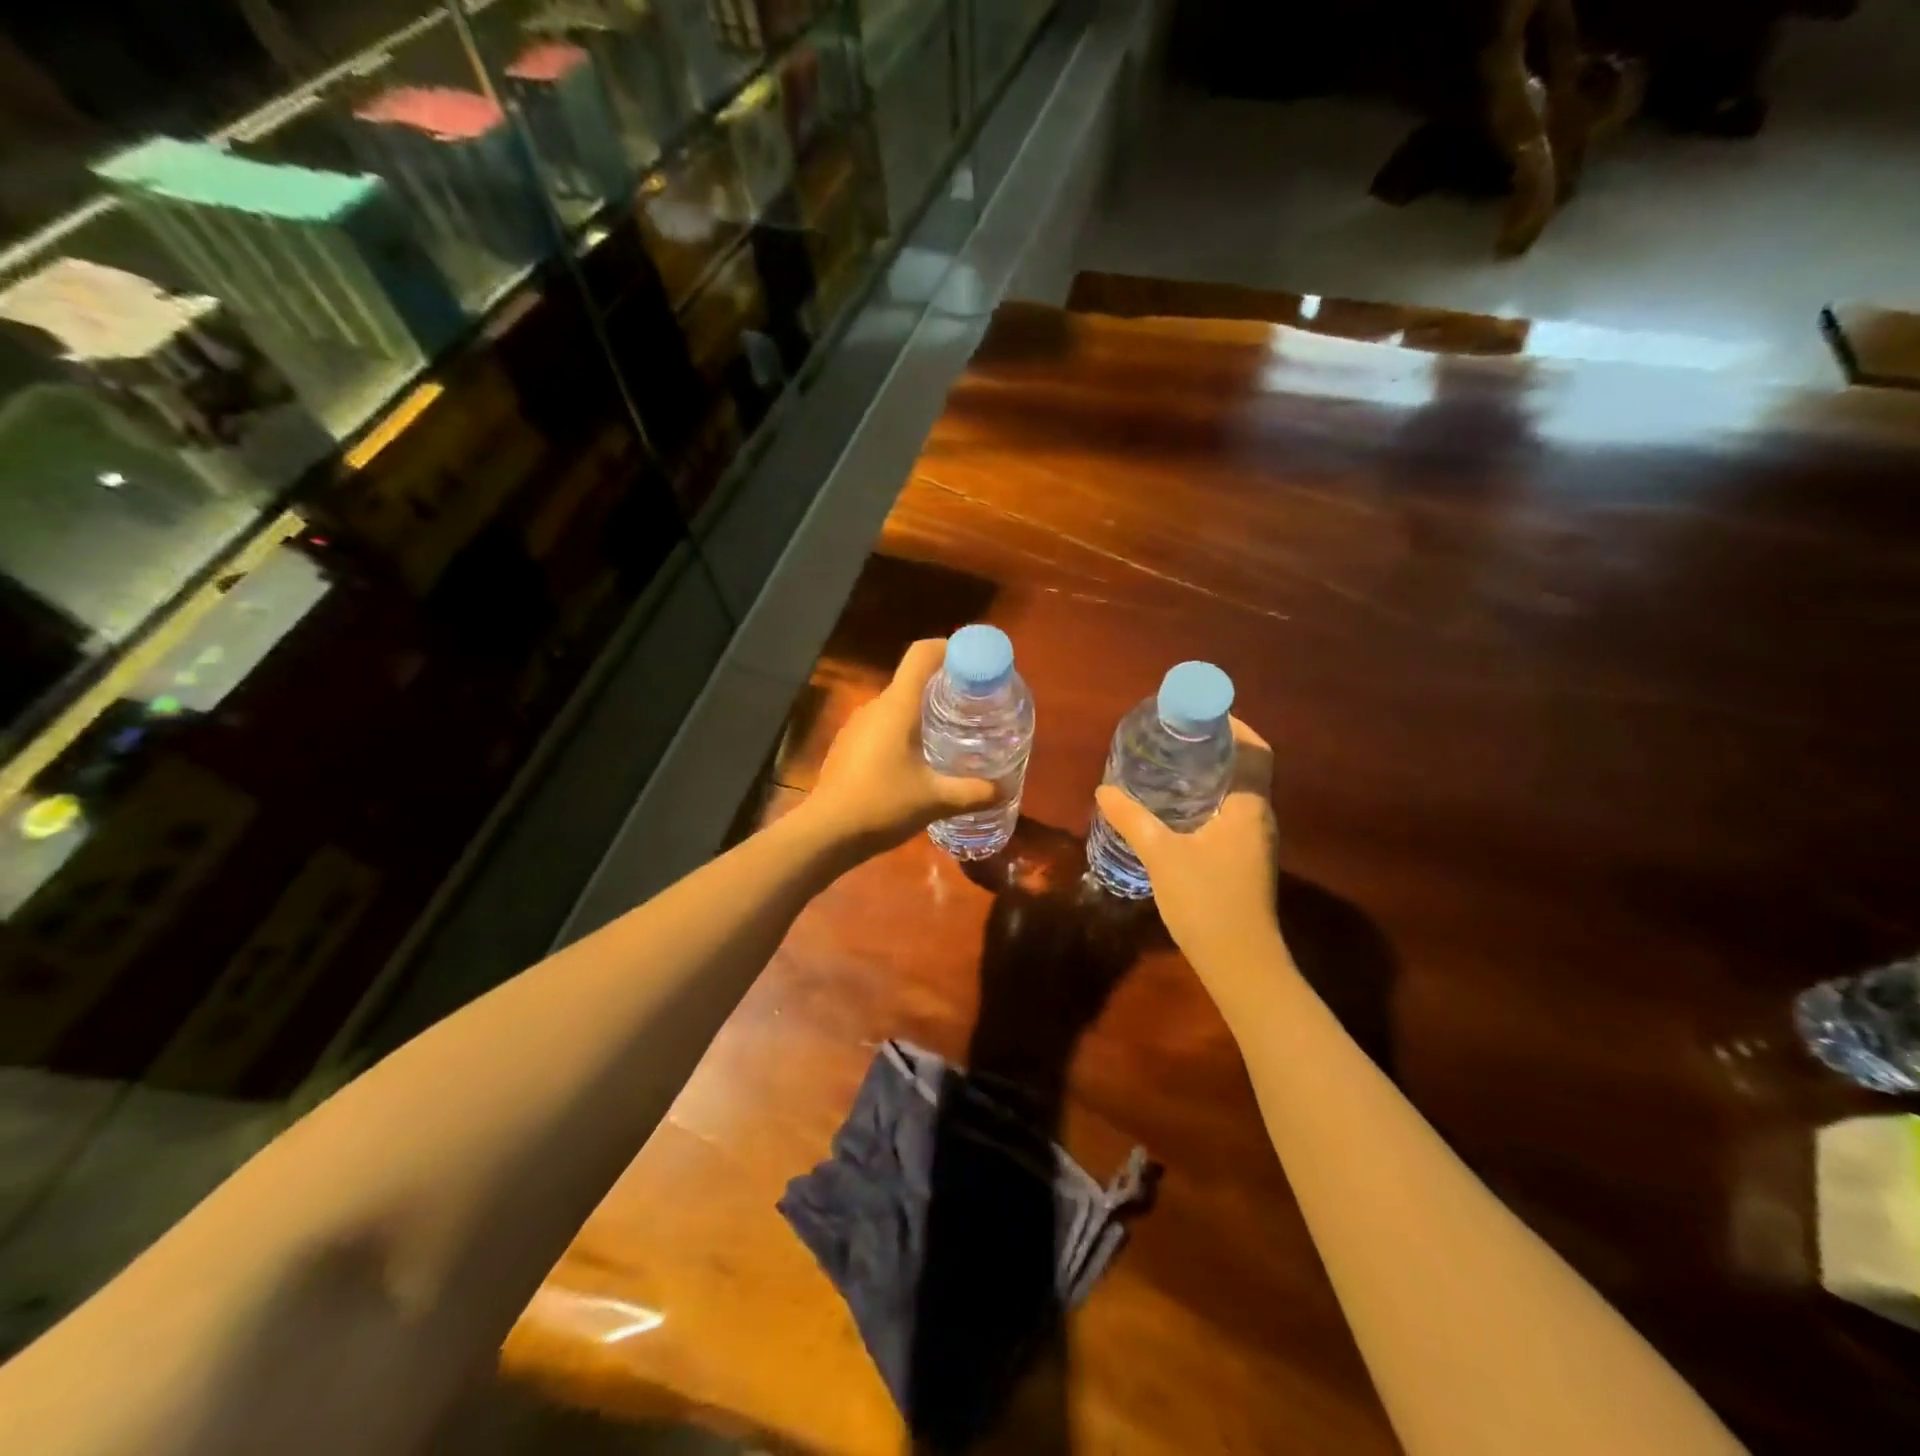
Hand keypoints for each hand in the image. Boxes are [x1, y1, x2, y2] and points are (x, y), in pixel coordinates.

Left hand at [806, 640, 998, 853]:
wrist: (826, 831)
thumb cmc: (882, 805)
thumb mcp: (935, 800)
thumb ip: (972, 792)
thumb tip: (1003, 789)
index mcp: (897, 706)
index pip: (922, 654)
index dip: (950, 649)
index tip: (975, 664)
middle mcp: (876, 706)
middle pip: (914, 679)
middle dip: (946, 686)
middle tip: (975, 706)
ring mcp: (858, 725)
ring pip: (898, 704)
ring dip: (925, 711)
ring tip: (953, 733)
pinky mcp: (849, 744)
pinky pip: (884, 724)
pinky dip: (906, 730)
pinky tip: (919, 758)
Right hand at [1094, 719, 1284, 978]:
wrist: (1238, 962)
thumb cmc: (1206, 900)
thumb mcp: (1162, 855)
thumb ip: (1132, 819)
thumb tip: (1104, 789)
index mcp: (1249, 807)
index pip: (1256, 751)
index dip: (1236, 726)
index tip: (1202, 714)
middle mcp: (1259, 818)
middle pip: (1248, 768)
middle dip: (1218, 747)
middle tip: (1177, 736)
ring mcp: (1255, 842)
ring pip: (1239, 793)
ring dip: (1213, 775)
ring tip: (1173, 765)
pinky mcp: (1245, 861)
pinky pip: (1231, 815)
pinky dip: (1209, 801)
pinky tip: (1178, 810)